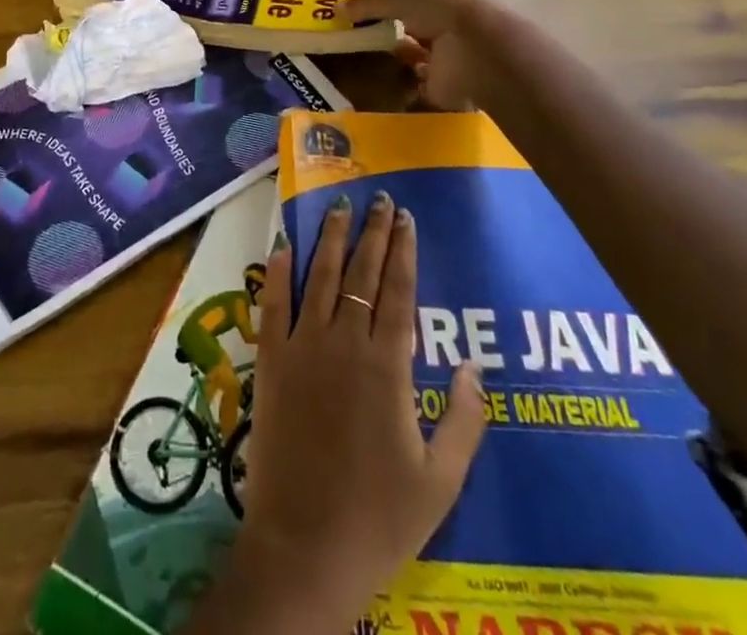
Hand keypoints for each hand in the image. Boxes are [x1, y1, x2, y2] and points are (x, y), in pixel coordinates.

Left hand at [230, 192, 485, 631]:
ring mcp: (301, 347)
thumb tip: (477, 366)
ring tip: (338, 206)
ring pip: (319, 277)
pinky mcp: (269, 361)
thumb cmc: (380, 519)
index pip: (397, 291)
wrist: (305, 548)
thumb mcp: (441, 480)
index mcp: (387, 367)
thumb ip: (465, 420)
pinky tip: (282, 245)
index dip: (402, 250)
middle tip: (379, 198)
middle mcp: (343, 343)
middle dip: (372, 232)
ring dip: (329, 238)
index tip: (406, 218)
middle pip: (360, 273)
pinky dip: (277, 272)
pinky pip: (272, 304)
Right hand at [346, 0, 504, 111]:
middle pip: (412, 30)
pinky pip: (416, 87)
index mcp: (440, 1)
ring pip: (415, 58)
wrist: (476, 50)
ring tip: (359, 58)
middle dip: (390, 32)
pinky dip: (400, 88)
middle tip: (353, 35)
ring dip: (396, 59)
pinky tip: (376, 84)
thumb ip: (370, 5)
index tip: (359, 10)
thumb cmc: (442, 11)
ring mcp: (445, 60)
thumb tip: (335, 7)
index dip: (387, 5)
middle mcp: (444, 28)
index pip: (411, 2)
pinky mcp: (442, 89)